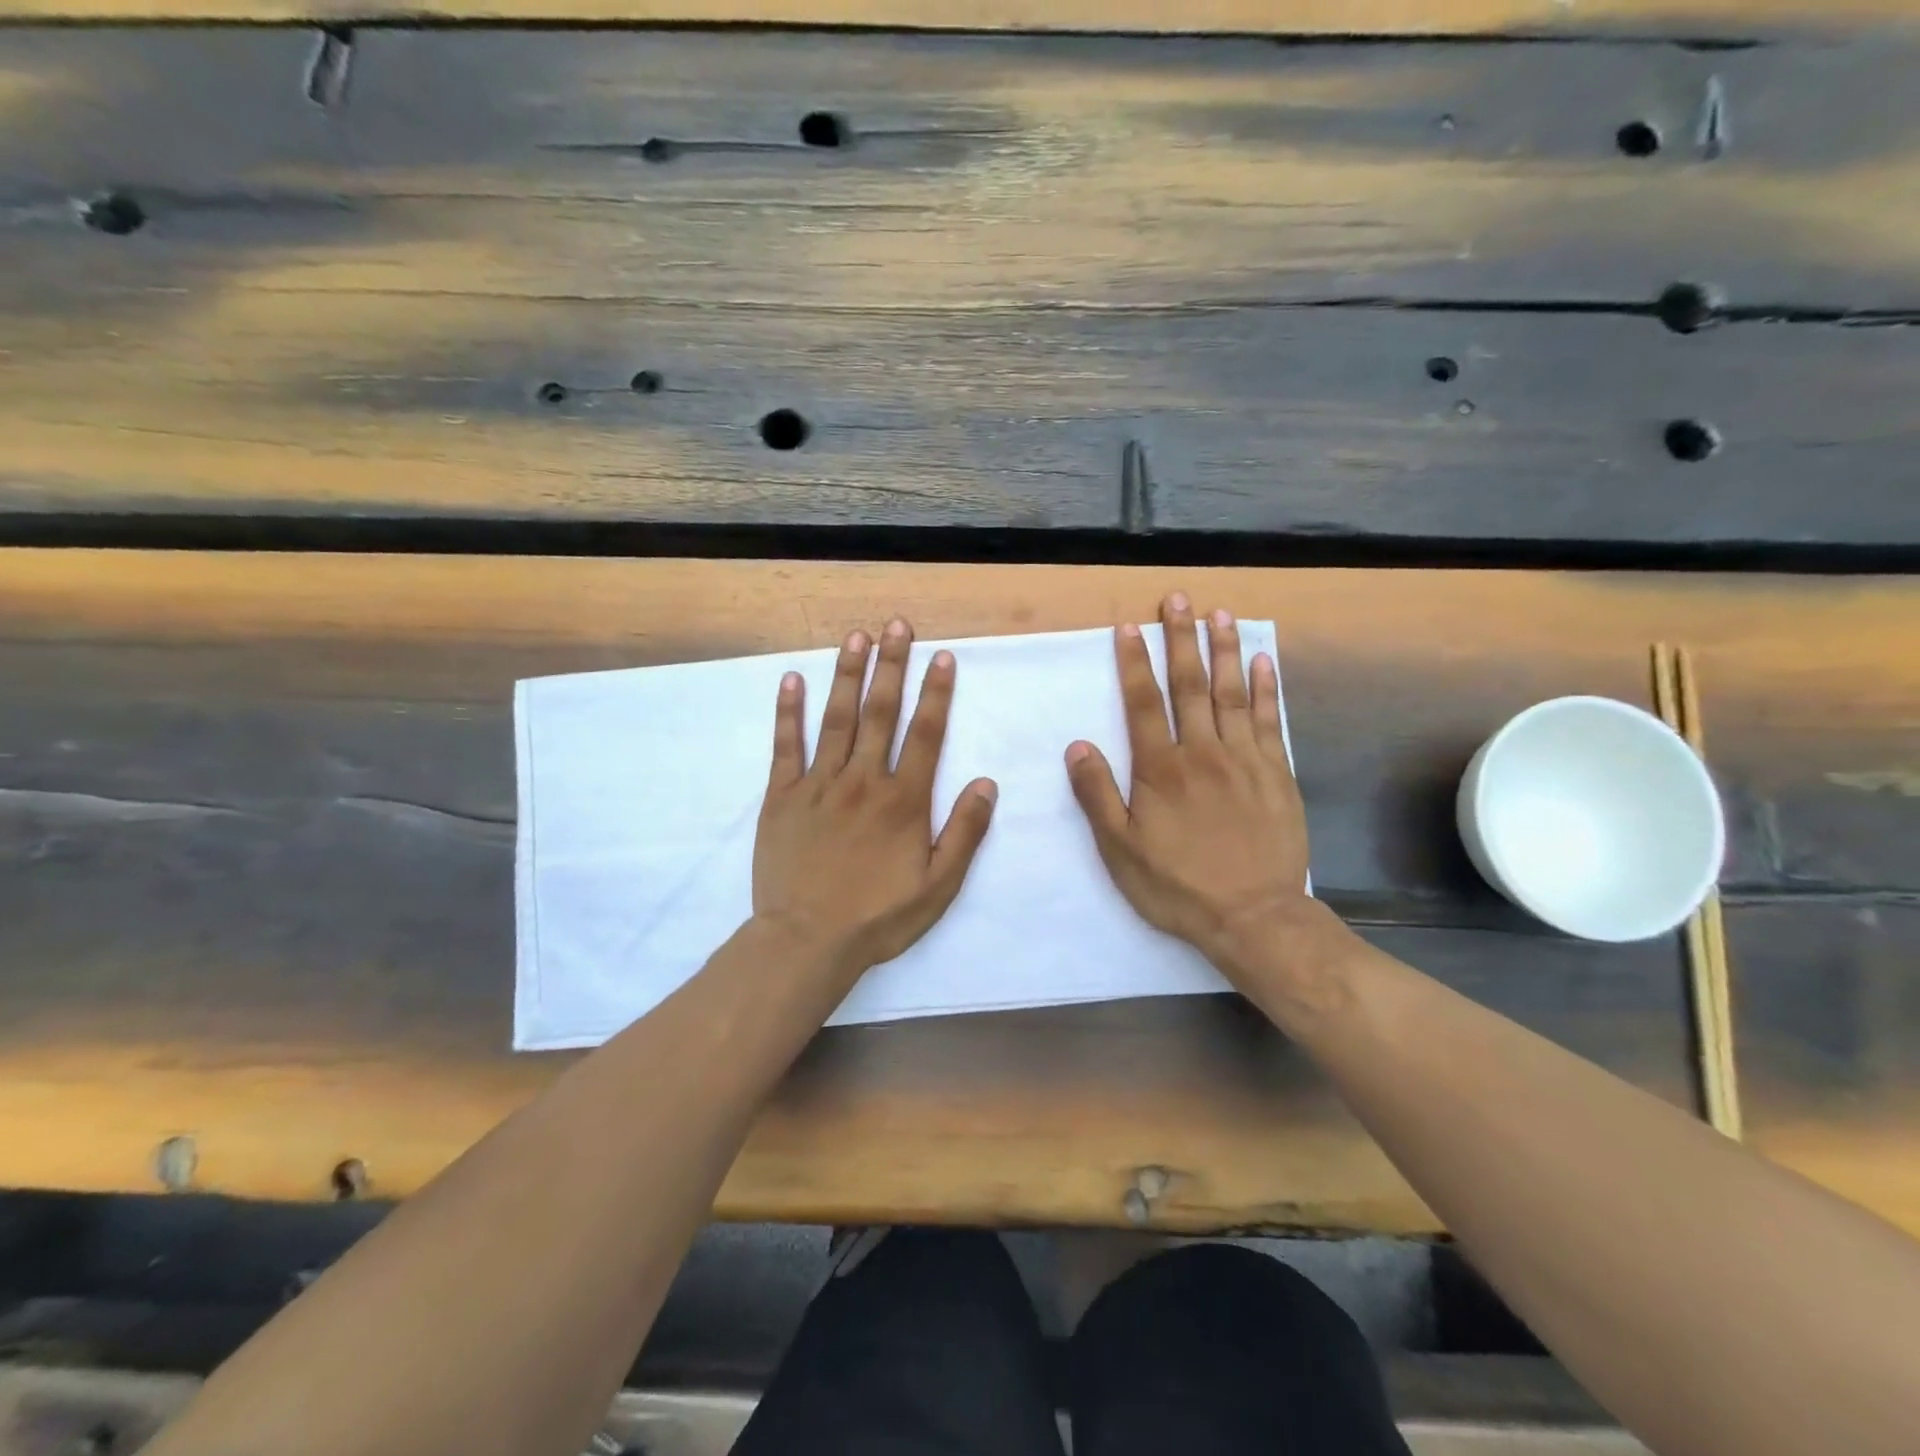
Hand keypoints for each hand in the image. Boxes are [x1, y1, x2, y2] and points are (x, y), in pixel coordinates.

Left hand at [754, 618, 997, 983]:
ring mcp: (818, 784)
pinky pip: (785, 746)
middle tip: (896, 625)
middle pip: (880, 712)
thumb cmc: (878, 917)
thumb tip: (987, 783)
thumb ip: (965, 833)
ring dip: (847, 674)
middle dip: (891, 665)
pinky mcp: (781, 796)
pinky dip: (788, 712)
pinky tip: (791, 680)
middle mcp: (862, 780)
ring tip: (855, 637)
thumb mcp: (938, 887)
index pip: (926, 734)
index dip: (936, 693)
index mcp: (903, 800)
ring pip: (836, 719)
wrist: (806, 941)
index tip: (942, 657)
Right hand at [1065, 592, 1312, 979]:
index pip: (1143, 703)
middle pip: (1190, 685)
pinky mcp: (1276, 773)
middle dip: (1181, 639)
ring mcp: (1244, 759)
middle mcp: (1202, 752)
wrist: (1253, 916)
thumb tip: (1078, 745)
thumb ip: (1097, 795)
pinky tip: (1262, 662)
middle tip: (1177, 599)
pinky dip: (1265, 688)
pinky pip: (1268, 721)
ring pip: (1231, 693)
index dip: (1134, 663)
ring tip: (1219, 614)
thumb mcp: (1120, 850)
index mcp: (1160, 770)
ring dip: (1223, 650)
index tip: (1129, 627)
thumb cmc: (1177, 885)